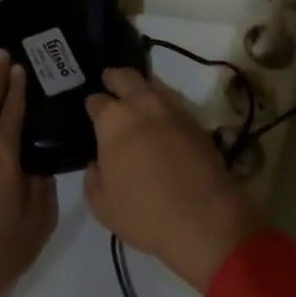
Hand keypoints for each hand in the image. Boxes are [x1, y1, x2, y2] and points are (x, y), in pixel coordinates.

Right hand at [84, 68, 265, 292]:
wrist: (203, 219)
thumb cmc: (144, 213)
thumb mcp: (102, 206)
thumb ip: (92, 178)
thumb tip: (96, 163)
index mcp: (113, 120)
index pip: (96, 100)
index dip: (92, 105)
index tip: (92, 111)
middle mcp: (142, 104)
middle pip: (125, 77)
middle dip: (114, 77)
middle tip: (110, 82)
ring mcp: (172, 109)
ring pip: (152, 85)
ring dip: (141, 89)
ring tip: (137, 102)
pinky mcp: (195, 120)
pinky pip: (173, 103)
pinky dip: (163, 107)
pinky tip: (162, 121)